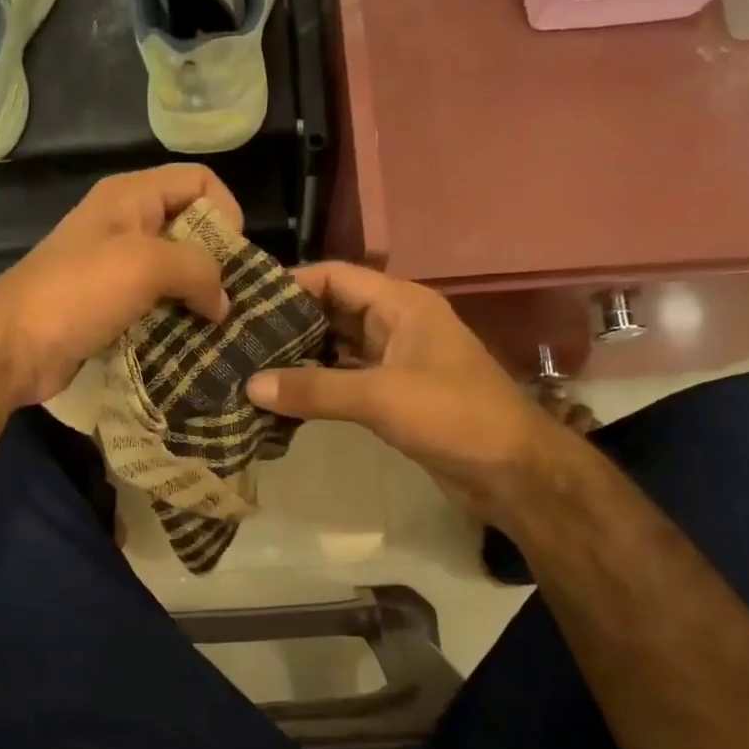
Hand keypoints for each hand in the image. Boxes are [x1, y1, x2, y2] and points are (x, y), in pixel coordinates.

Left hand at [0, 165, 237, 405]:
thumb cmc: (77, 293)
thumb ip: (197, 270)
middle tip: (233, 302)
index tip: (233, 260)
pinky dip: (176, 322)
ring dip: (198, 299)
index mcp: (130, 197)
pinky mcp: (109, 308)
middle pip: (190, 229)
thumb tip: (222, 301)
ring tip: (220, 330)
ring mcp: (114, 269)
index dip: (225, 212)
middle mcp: (124, 226)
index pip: (199, 181)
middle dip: (217, 262)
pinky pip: (156, 306)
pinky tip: (192, 345)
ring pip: (175, 274)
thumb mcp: (145, 266)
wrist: (11, 348)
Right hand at [246, 262, 550, 503]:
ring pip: (336, 346)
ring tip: (248, 365)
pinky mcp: (394, 394)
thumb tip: (250, 385)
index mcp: (400, 304)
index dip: (290, 283)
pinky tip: (282, 397)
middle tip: (236, 336)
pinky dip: (316, 384)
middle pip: (331, 309)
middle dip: (287, 322)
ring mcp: (396, 359)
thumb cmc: (454, 416)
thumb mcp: (381, 397)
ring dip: (299, 355)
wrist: (513, 471)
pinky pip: (345, 378)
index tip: (243, 299)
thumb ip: (315, 389)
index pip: (334, 276)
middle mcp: (396, 323)